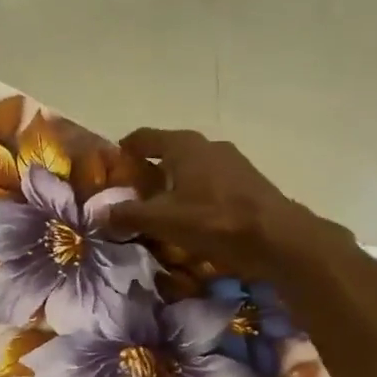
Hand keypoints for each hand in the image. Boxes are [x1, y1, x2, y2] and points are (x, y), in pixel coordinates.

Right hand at [111, 127, 324, 277]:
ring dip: (173, 185)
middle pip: (168, 153)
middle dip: (148, 171)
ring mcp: (232, 163)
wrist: (278, 238)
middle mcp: (208, 145)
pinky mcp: (247, 183)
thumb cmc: (214, 220)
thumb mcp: (163, 220)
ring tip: (159, 210)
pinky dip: (194, 195)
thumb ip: (128, 214)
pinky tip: (190, 219)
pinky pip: (210, 184)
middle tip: (130, 195)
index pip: (144, 137)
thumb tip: (98, 212)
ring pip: (191, 169)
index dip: (125, 150)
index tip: (110, 167)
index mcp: (184, 146)